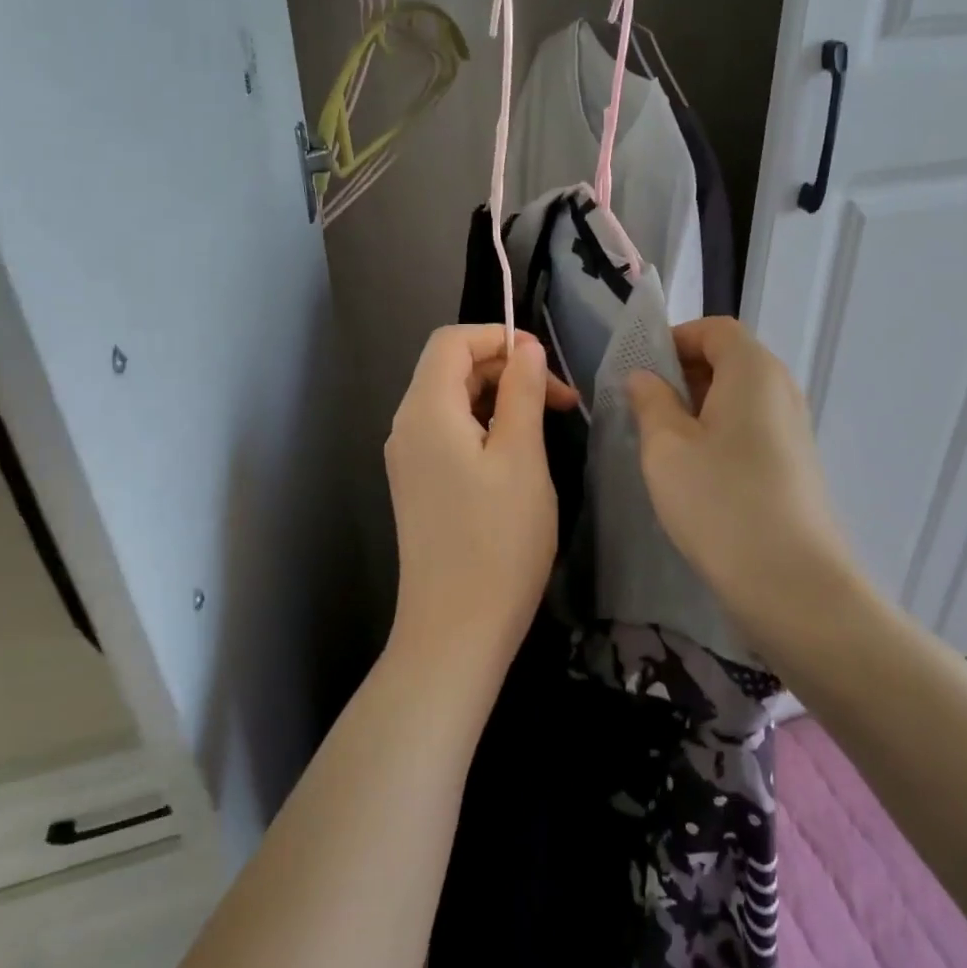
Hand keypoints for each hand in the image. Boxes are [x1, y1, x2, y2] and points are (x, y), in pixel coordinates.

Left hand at [385, 325, 577, 679]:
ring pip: (452, 401)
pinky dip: (484, 427)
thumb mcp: (522, 458)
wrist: (455, 631)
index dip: (498, 336)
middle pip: (450, 368)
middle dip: (505, 369)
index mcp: (426, 410)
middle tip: (560, 402)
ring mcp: (408, 459)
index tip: (544, 364)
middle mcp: (406, 426)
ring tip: (545, 427)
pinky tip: (517, 456)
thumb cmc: (498, 541)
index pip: (451, 341)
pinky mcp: (418, 485)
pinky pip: (449, 434)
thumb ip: (522, 393)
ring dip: (499, 400)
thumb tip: (526, 349)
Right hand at [626, 317, 854, 629]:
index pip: (715, 329)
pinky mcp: (796, 463)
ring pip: (739, 397)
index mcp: (753, 370)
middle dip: (683, 374)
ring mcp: (794, 428)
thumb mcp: (666, 448)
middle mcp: (782, 388)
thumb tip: (644, 377)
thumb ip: (650, 401)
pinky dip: (720, 433)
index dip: (674, 339)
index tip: (640, 371)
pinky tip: (696, 472)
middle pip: (729, 359)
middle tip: (644, 409)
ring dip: (699, 408)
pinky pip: (752, 428)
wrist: (793, 584)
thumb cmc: (720, 502)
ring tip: (664, 444)